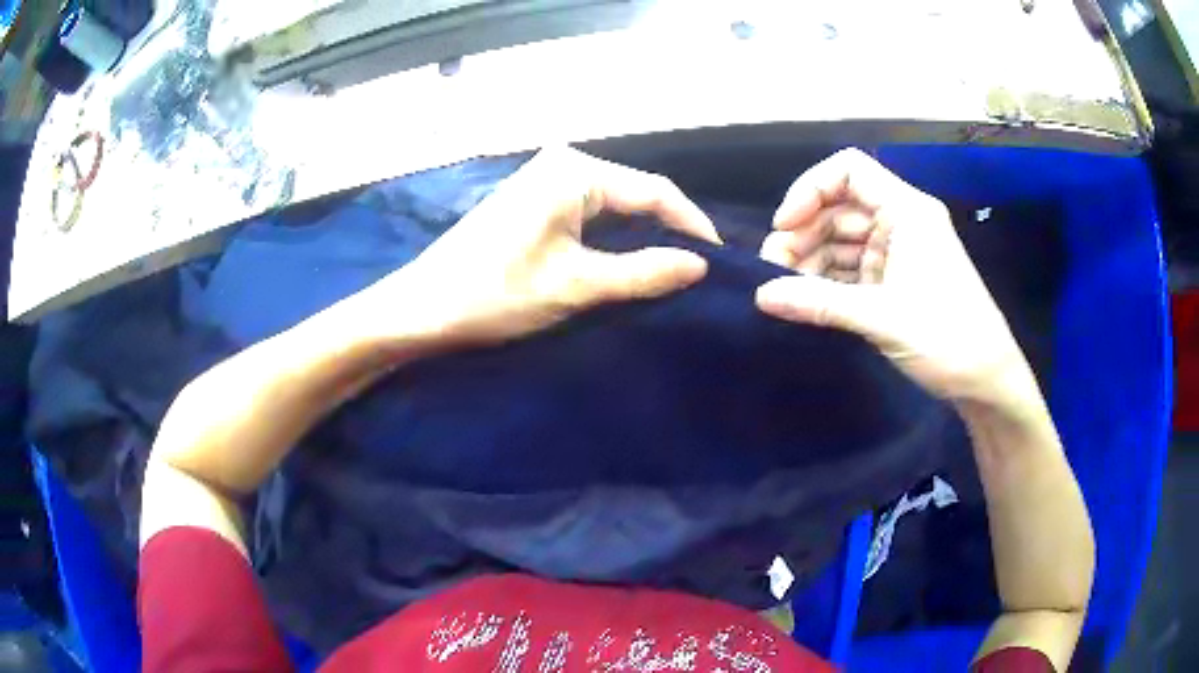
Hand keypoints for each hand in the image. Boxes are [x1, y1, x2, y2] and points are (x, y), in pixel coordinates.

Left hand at [358, 147, 720, 347]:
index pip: (655, 191)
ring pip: (614, 204)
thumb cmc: (494, 295)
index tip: (718, 262)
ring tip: (672, 270)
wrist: (421, 309)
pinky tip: (629, 260)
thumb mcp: (576, 285)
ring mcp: (544, 179)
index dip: (692, 225)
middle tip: (698, 271)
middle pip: (636, 194)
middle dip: (669, 230)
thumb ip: (643, 272)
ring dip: (643, 235)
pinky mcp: (533, 200)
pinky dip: (614, 236)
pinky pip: (590, 212)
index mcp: (576, 172)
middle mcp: (563, 163)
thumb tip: (699, 265)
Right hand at [755, 148, 1034, 405]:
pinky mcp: (895, 283)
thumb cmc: (947, 338)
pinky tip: (805, 300)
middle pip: (840, 208)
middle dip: (803, 233)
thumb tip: (761, 295)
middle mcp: (901, 222)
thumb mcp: (883, 318)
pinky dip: (827, 282)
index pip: (849, 171)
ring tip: (783, 289)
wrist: (986, 382)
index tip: (784, 226)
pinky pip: (852, 270)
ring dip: (811, 260)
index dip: (810, 189)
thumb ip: (820, 303)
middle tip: (772, 269)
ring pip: (842, 241)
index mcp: (907, 211)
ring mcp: (898, 253)